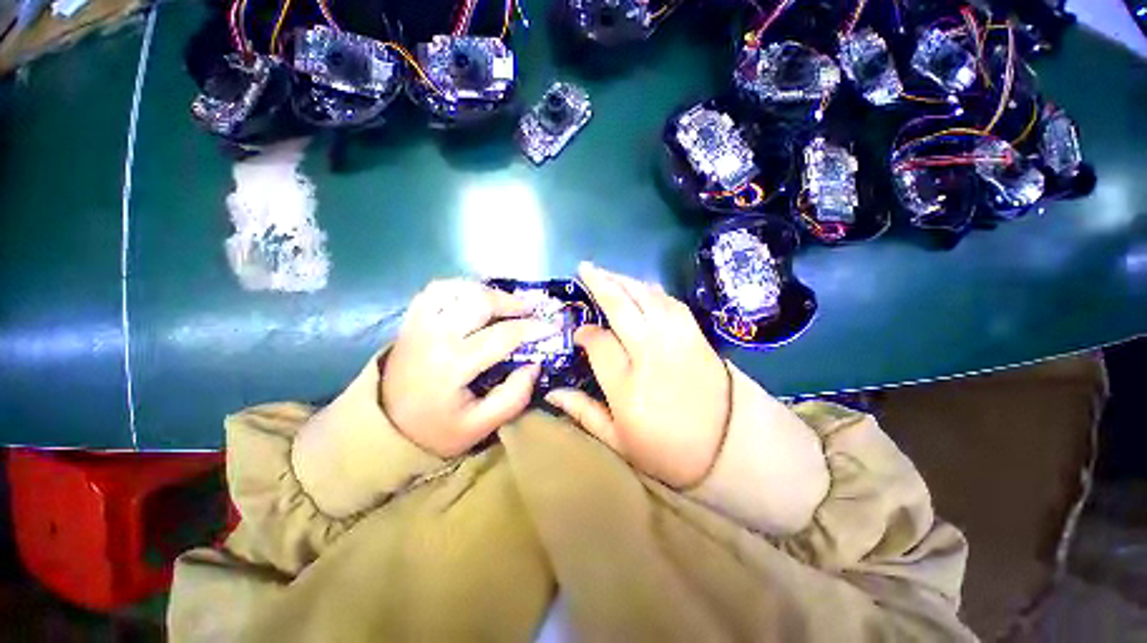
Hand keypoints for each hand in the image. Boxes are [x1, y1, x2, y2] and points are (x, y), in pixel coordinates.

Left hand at [382, 279, 556, 457]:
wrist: (385, 427)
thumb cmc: (436, 429)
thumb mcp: (480, 427)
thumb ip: (513, 396)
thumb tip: (535, 363)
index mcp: (453, 365)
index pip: (502, 336)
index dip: (532, 329)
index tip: (552, 327)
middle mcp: (435, 336)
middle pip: (479, 301)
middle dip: (512, 302)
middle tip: (530, 310)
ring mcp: (419, 324)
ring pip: (458, 289)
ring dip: (487, 291)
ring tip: (505, 304)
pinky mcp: (412, 320)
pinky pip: (437, 290)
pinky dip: (461, 288)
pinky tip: (475, 298)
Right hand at [545, 263, 731, 487]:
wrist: (731, 448)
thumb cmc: (668, 449)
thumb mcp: (618, 441)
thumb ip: (583, 412)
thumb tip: (551, 392)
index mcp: (626, 383)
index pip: (598, 342)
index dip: (584, 332)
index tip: (578, 333)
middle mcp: (650, 352)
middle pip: (622, 306)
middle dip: (600, 283)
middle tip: (584, 268)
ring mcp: (676, 339)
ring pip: (647, 296)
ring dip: (625, 280)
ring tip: (608, 273)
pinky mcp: (695, 334)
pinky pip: (670, 302)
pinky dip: (652, 290)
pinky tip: (641, 287)